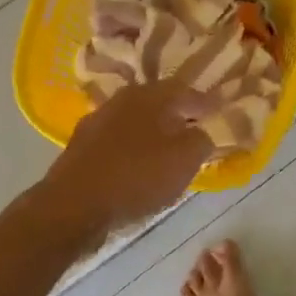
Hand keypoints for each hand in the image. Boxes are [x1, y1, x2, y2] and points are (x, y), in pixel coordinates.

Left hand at [41, 79, 213, 239]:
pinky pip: (118, 141)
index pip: (187, 90)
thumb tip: (202, 131)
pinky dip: (133, 149)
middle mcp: (122, 99)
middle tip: (196, 129)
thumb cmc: (137, 176)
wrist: (73, 206)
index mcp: (150, 95)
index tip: (221, 112)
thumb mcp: (185, 159)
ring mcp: (98, 121)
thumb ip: (202, 140)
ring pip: (136, 121)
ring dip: (154, 132)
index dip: (207, 103)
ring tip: (168, 150)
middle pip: (159, 102)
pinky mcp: (82, 146)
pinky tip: (138, 166)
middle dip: (178, 115)